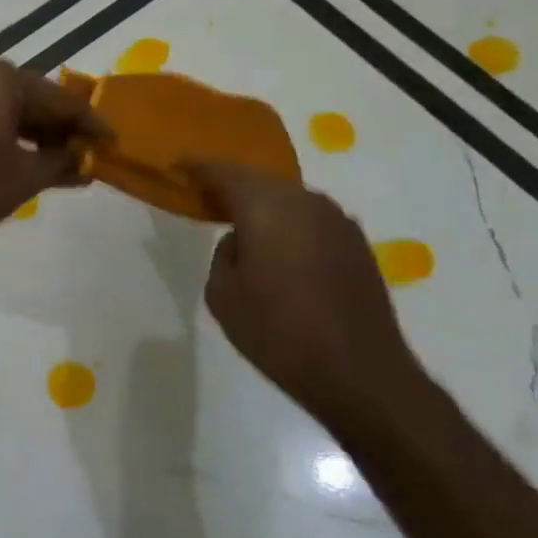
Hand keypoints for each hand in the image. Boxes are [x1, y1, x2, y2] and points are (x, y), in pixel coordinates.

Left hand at [0, 61, 108, 258]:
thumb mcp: (26, 177)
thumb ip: (62, 161)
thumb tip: (85, 158)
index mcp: (1, 79)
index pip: (59, 100)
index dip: (89, 124)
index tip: (112, 142)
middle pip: (30, 97)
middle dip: (58, 127)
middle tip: (84, 154)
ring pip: (2, 106)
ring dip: (30, 132)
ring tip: (56, 162)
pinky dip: (1, 133)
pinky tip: (18, 157)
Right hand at [189, 163, 427, 419]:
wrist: (358, 371)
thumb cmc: (278, 333)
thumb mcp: (223, 296)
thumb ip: (224, 255)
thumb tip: (241, 240)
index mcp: (266, 208)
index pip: (225, 173)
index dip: (199, 168)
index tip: (179, 166)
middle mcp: (305, 202)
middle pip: (260, 180)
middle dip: (232, 183)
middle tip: (206, 193)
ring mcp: (337, 220)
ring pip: (289, 197)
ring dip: (263, 202)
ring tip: (241, 219)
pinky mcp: (355, 243)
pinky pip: (310, 217)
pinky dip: (288, 221)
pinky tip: (278, 244)